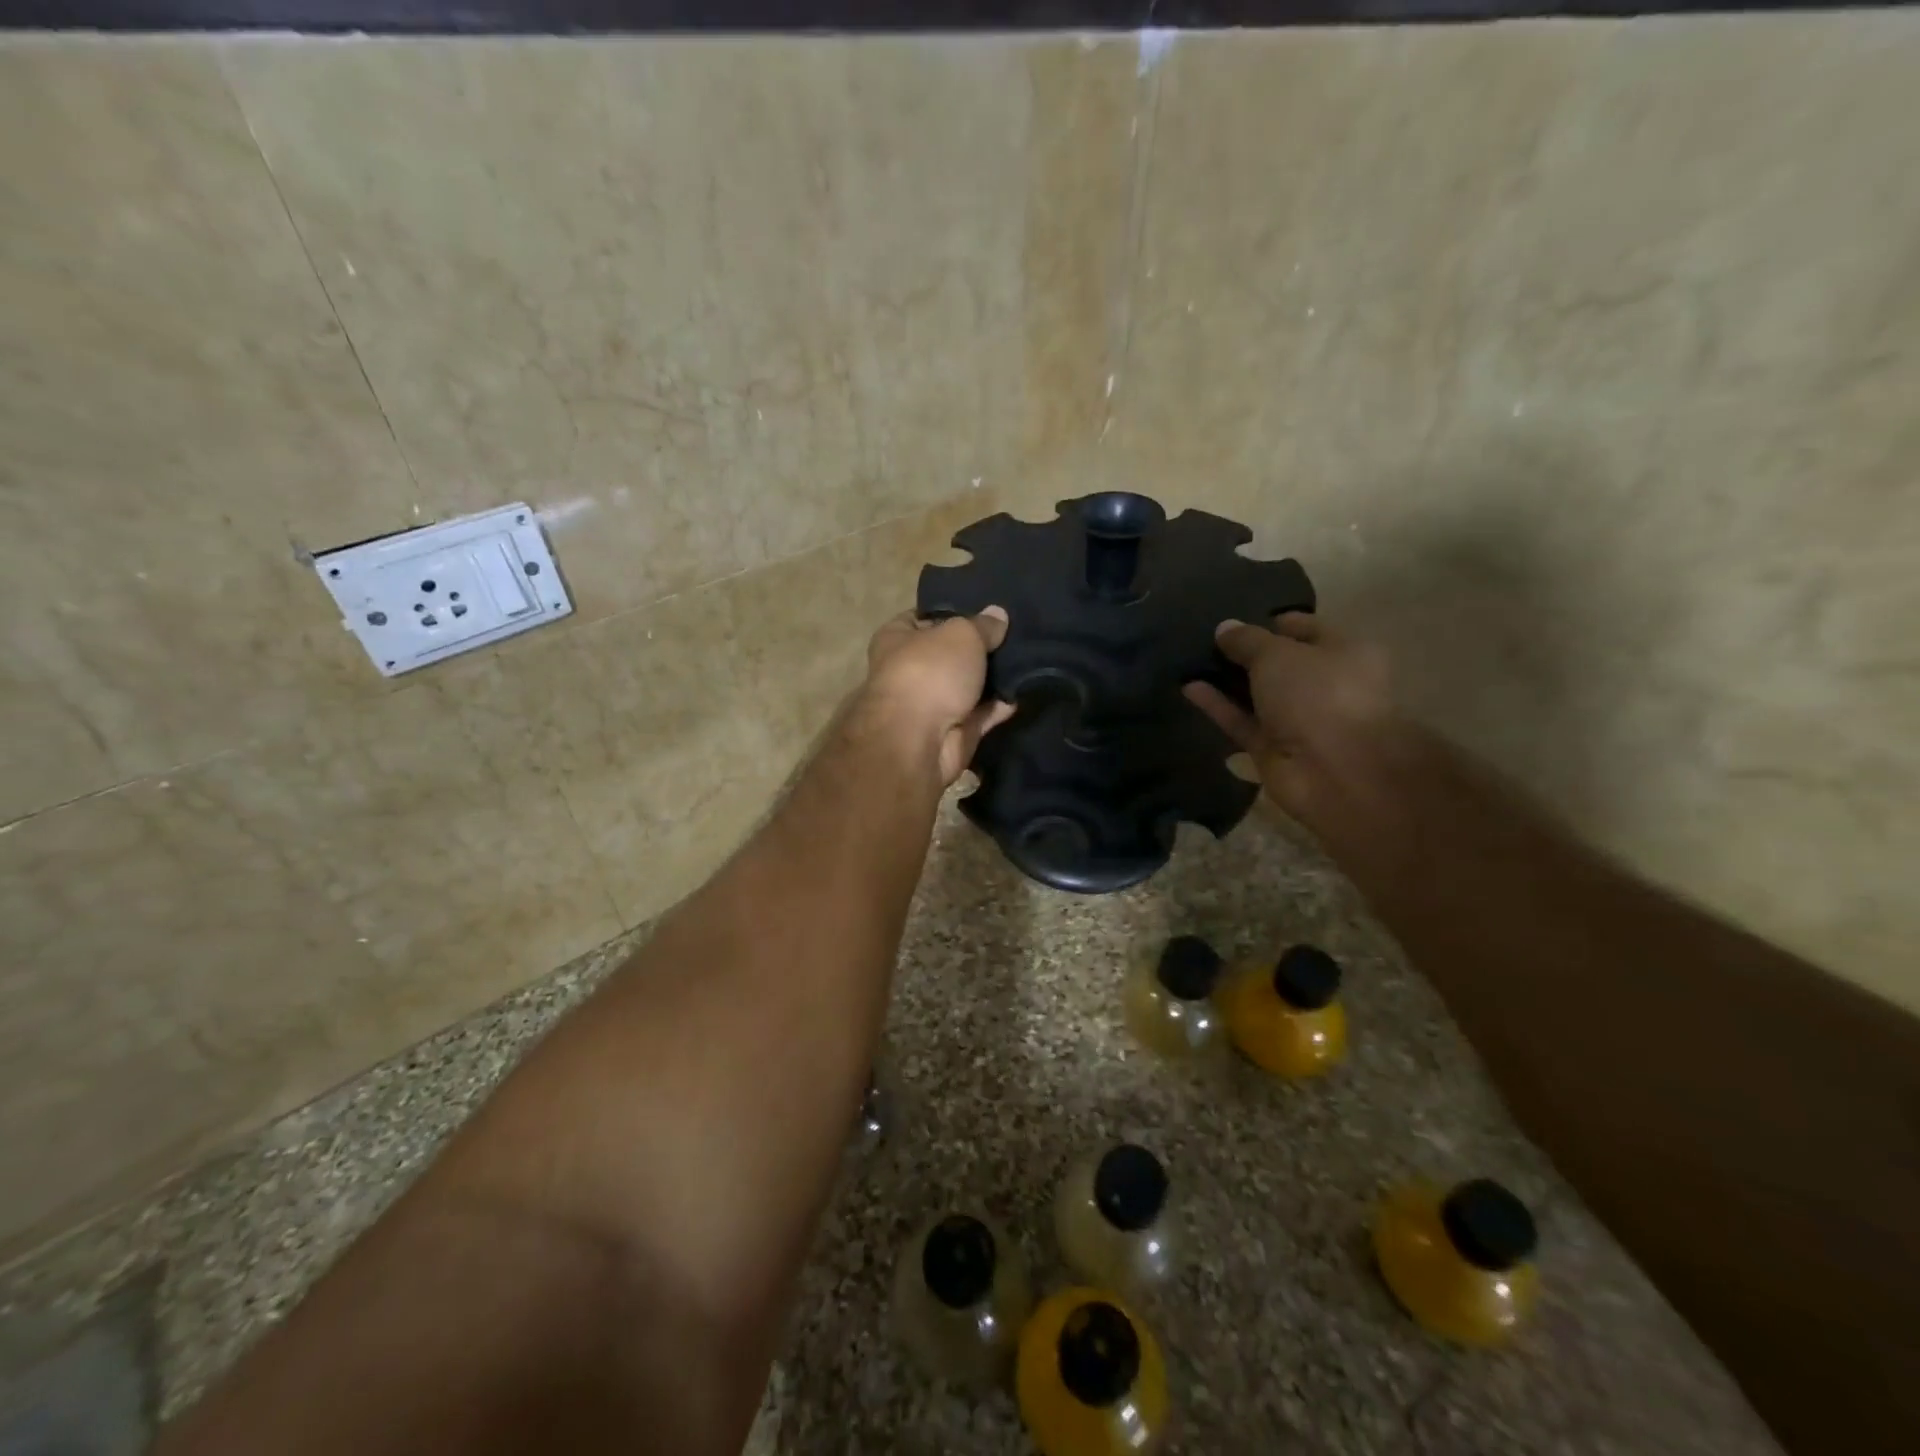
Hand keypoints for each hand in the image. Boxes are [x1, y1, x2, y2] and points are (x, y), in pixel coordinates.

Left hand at [862, 608, 1015, 785]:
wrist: (919, 742)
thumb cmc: (930, 672)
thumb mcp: (961, 634)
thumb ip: (983, 624)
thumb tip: (998, 615)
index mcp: (896, 639)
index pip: (922, 617)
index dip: (952, 612)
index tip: (985, 609)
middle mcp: (909, 670)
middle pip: (949, 653)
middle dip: (978, 647)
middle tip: (1015, 634)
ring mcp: (931, 704)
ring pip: (967, 685)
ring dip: (992, 678)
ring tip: (1027, 659)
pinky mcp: (952, 732)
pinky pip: (981, 714)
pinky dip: (999, 707)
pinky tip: (1023, 692)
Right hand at [1182, 613, 1403, 827]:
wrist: (1334, 773)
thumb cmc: (1319, 696)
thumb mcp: (1278, 654)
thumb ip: (1247, 640)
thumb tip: (1224, 628)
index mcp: (1345, 653)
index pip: (1305, 628)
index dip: (1270, 622)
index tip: (1235, 621)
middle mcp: (1325, 685)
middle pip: (1279, 664)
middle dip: (1245, 653)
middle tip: (1205, 639)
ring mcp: (1298, 720)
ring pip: (1257, 694)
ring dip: (1226, 680)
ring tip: (1190, 660)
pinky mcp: (1273, 748)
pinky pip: (1242, 721)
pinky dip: (1218, 706)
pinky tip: (1189, 688)